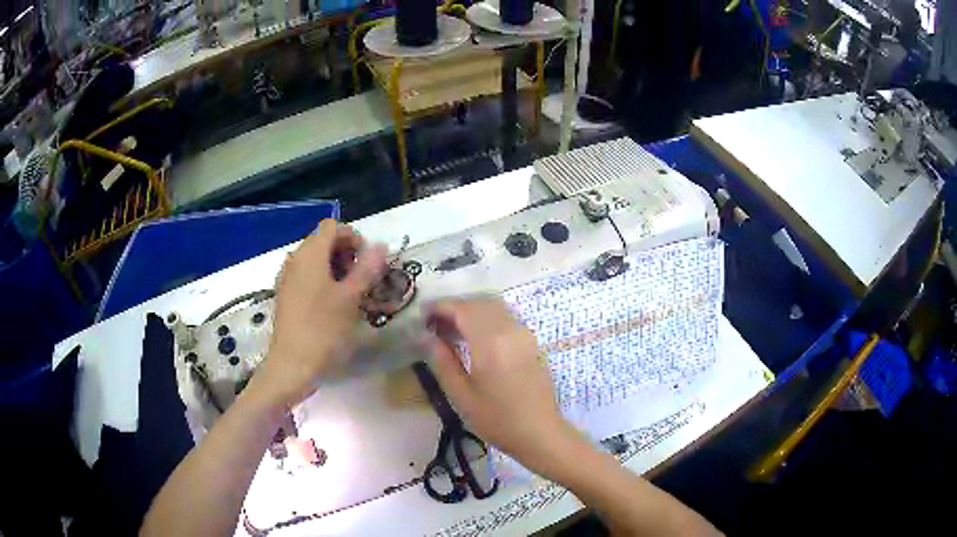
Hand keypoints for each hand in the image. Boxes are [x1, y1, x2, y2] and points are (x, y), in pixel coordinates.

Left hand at [253, 220, 386, 407]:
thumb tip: (380, 246)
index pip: (333, 227)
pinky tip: (333, 305)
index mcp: (309, 254)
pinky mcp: (285, 295)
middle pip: (323, 241)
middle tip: (363, 280)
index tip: (368, 262)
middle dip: (346, 254)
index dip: (353, 237)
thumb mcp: (351, 298)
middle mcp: (294, 259)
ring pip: (315, 260)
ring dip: (336, 269)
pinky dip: (322, 281)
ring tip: (351, 294)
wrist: (292, 365)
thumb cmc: (323, 329)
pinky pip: (306, 276)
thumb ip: (367, 268)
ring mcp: (287, 278)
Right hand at [424, 298, 578, 476]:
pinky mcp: (531, 342)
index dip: (440, 307)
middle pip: (479, 303)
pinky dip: (487, 317)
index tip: (422, 315)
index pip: (462, 309)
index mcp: (490, 342)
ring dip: (471, 310)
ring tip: (451, 330)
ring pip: (494, 307)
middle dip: (454, 307)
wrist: (540, 433)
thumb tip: (425, 337)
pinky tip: (475, 338)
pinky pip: (506, 317)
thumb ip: (442, 362)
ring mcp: (524, 334)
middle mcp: (510, 330)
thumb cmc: (497, 420)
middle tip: (434, 324)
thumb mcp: (462, 396)